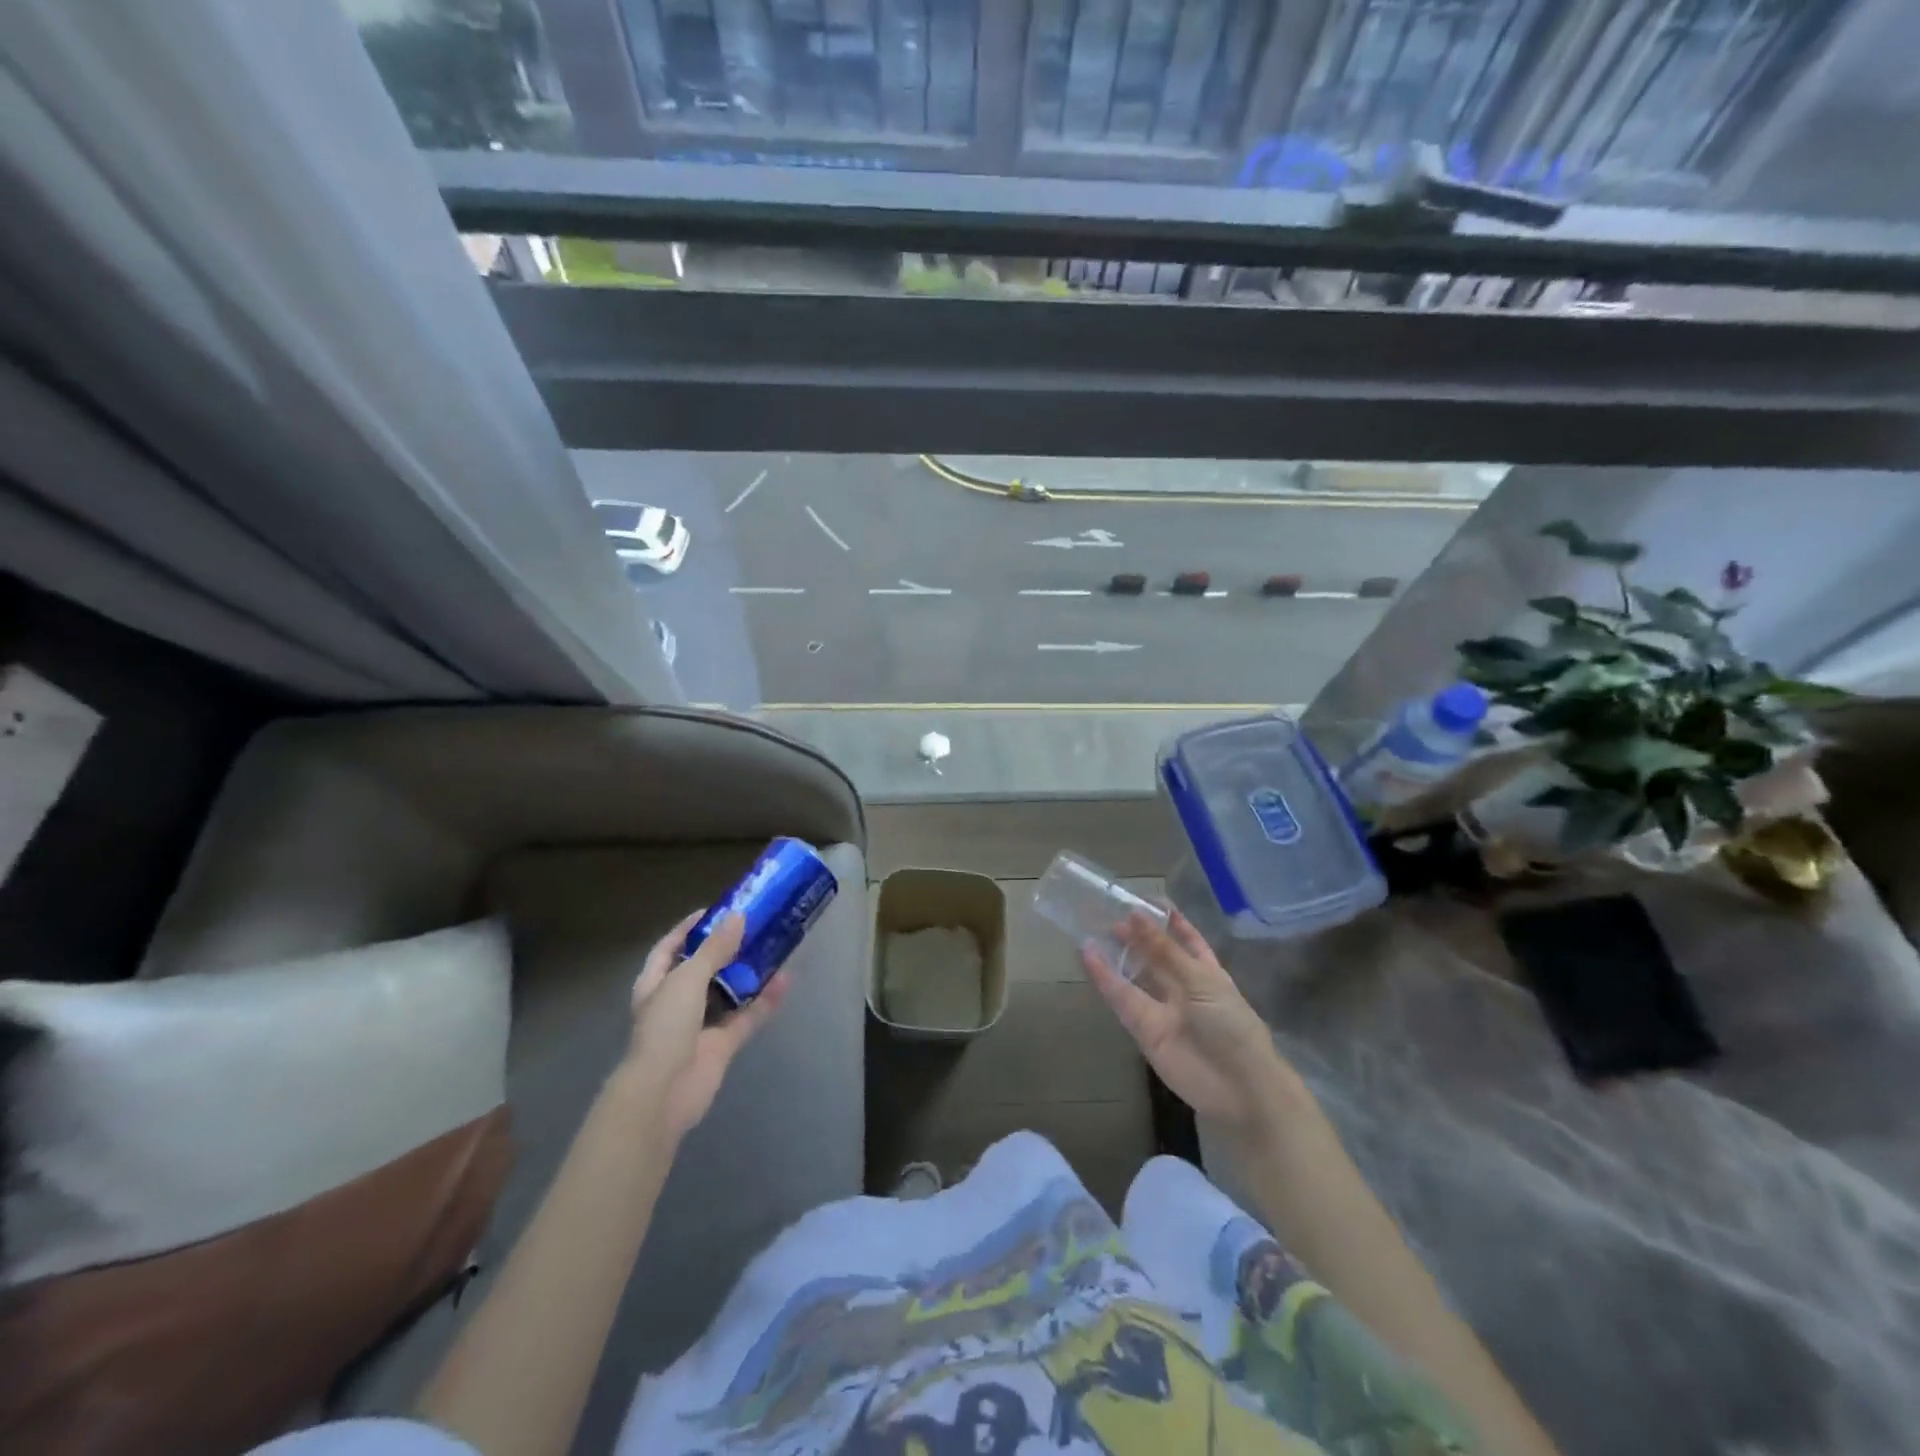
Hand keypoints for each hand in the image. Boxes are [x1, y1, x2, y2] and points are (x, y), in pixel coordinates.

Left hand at [625, 910, 788, 1141]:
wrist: (665, 1092)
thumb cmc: (666, 1027)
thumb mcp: (687, 978)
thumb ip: (714, 949)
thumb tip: (738, 917)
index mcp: (655, 984)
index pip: (669, 948)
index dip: (688, 929)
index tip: (715, 910)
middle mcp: (675, 1002)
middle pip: (702, 969)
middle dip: (724, 949)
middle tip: (752, 927)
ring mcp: (699, 1026)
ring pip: (727, 992)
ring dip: (747, 973)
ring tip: (771, 947)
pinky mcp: (722, 1045)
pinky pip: (746, 1017)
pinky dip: (764, 1001)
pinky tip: (784, 981)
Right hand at [1081, 910, 1303, 1137]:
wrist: (1240, 1088)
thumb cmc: (1231, 1026)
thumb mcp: (1201, 981)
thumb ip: (1164, 950)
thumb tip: (1135, 915)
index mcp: (1206, 971)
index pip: (1187, 939)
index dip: (1169, 921)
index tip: (1146, 900)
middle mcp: (1183, 986)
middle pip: (1155, 956)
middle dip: (1136, 936)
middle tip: (1109, 912)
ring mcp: (1162, 1008)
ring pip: (1135, 975)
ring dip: (1117, 954)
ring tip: (1092, 928)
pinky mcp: (1144, 1029)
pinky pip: (1122, 999)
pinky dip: (1104, 979)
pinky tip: (1089, 956)